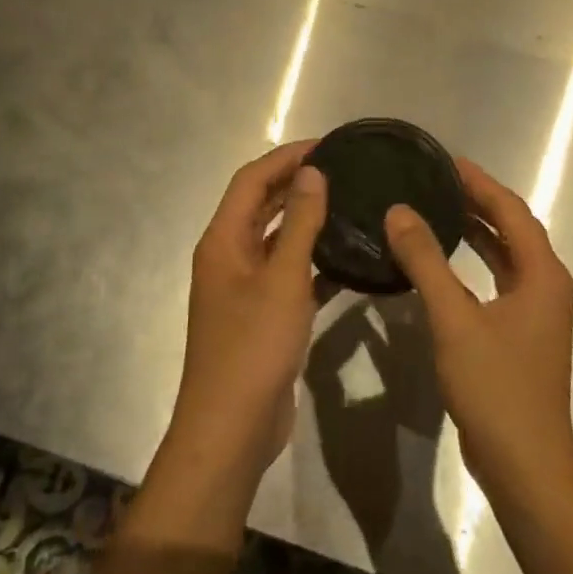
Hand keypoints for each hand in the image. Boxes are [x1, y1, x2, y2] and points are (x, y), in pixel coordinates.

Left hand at [168, 141, 327, 481]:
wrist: (232, 428)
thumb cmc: (253, 346)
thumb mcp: (282, 279)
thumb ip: (298, 223)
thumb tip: (311, 172)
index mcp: (222, 241)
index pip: (251, 180)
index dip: (285, 158)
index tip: (327, 145)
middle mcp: (228, 257)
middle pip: (260, 206)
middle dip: (295, 184)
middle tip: (343, 170)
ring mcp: (244, 289)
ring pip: (276, 241)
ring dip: (306, 222)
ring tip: (349, 205)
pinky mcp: (262, 316)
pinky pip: (289, 276)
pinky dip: (314, 264)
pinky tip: (349, 262)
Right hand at [384, 159, 572, 492]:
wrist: (525, 463)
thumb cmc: (495, 386)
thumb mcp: (454, 319)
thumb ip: (426, 262)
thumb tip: (398, 210)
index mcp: (542, 274)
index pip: (511, 210)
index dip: (480, 182)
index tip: (445, 160)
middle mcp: (546, 285)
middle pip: (513, 228)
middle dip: (478, 201)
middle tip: (436, 179)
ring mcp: (536, 311)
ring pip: (506, 255)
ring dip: (477, 230)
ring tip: (437, 207)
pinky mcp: (521, 332)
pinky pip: (498, 279)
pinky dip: (474, 261)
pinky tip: (444, 261)